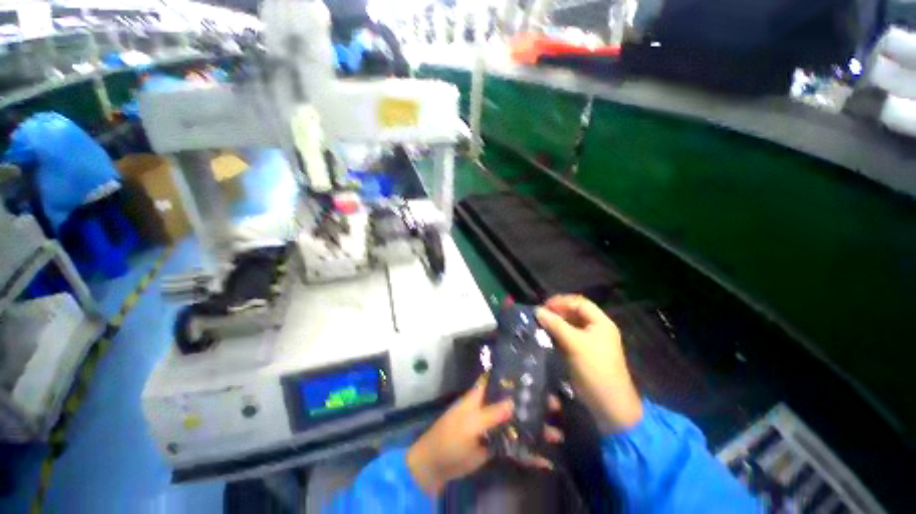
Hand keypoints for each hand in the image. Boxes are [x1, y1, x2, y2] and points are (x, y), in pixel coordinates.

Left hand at [406, 378, 563, 495]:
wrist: (437, 466)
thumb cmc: (449, 437)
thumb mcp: (469, 424)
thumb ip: (490, 414)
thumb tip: (513, 402)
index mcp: (481, 396)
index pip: (498, 379)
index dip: (514, 374)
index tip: (536, 374)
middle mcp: (490, 408)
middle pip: (514, 401)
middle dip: (533, 403)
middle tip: (555, 405)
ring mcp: (494, 427)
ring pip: (517, 424)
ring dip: (535, 428)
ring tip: (557, 434)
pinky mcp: (495, 445)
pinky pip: (514, 446)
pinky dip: (528, 452)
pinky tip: (545, 459)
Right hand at [536, 295, 642, 433]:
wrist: (608, 404)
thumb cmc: (594, 369)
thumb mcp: (574, 344)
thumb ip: (555, 325)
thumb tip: (537, 310)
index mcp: (600, 322)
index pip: (579, 303)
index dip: (561, 302)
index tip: (543, 306)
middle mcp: (596, 329)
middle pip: (574, 313)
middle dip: (557, 312)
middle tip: (540, 316)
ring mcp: (590, 342)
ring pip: (570, 325)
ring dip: (555, 323)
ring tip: (540, 325)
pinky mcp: (583, 353)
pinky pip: (568, 337)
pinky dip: (557, 334)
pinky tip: (546, 337)